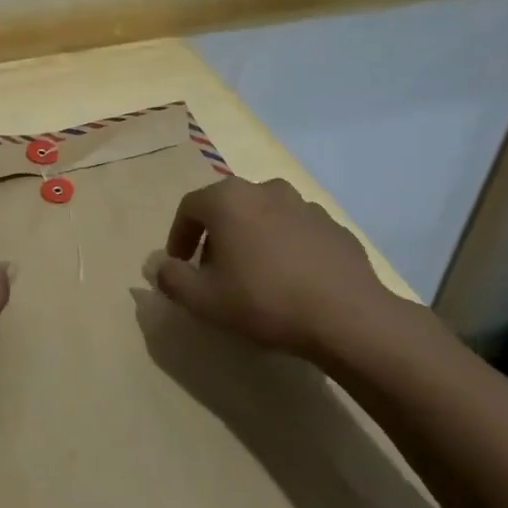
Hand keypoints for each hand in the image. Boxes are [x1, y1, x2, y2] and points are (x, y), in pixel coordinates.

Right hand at [147, 176, 425, 370]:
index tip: (179, 264)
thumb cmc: (264, 300)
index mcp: (228, 199)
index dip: (178, 236)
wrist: (348, 316)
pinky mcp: (334, 226)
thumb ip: (171, 279)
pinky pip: (296, 232)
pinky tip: (290, 281)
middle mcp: (265, 190)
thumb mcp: (203, 299)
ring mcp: (304, 205)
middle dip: (215, 237)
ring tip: (254, 276)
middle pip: (228, 207)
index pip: (189, 207)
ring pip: (264, 217)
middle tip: (213, 271)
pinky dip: (285, 248)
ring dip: (251, 239)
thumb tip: (159, 267)